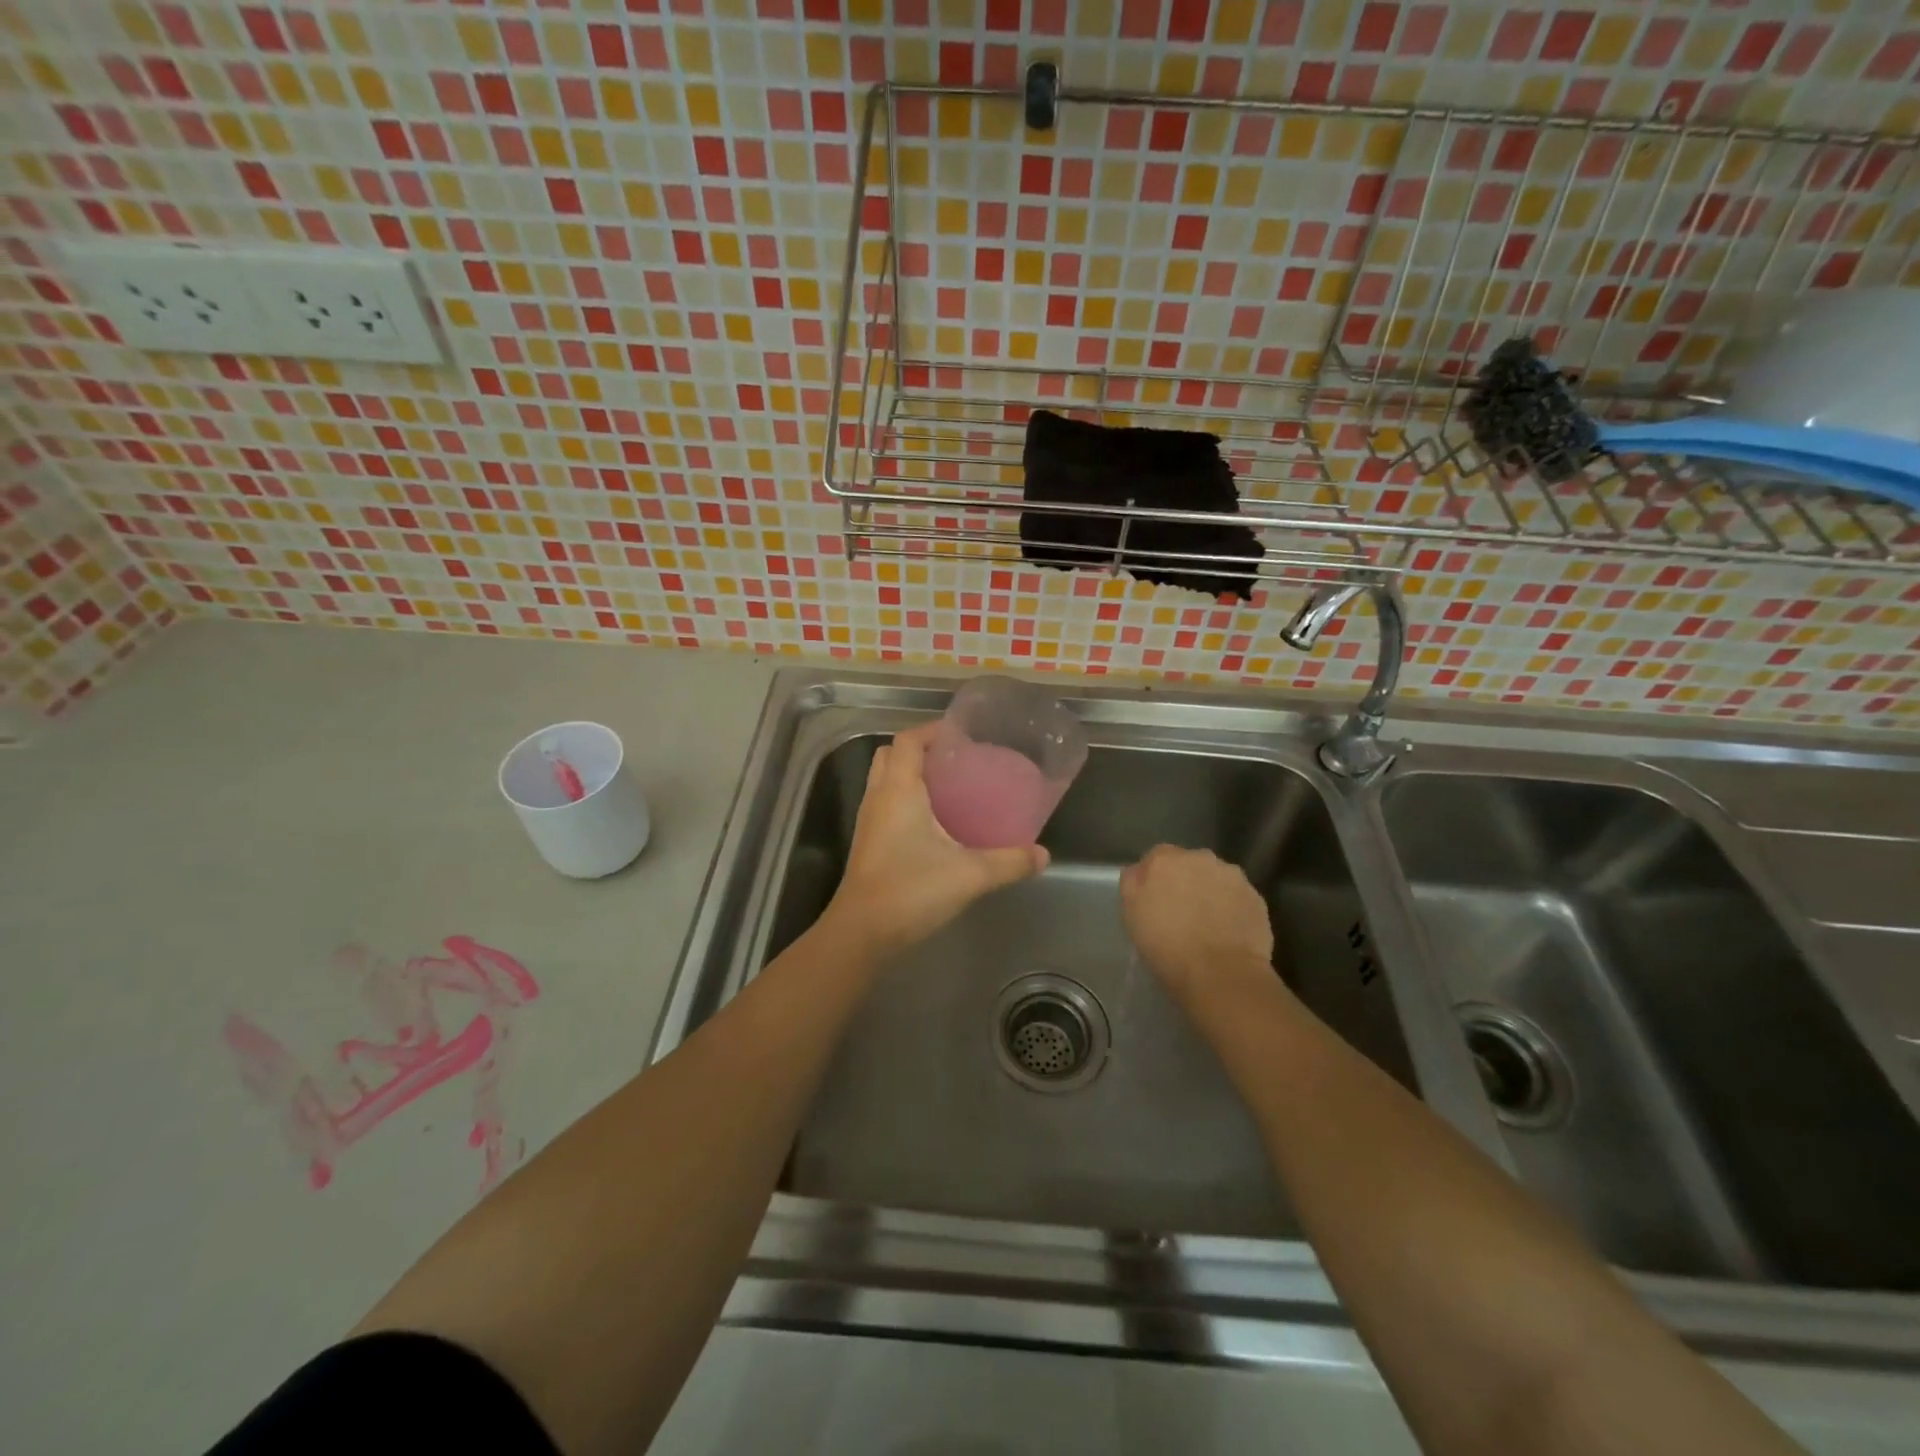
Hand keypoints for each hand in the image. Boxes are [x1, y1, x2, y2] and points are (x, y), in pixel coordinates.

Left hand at [821, 723, 1049, 957]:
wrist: (862, 932)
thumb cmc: (911, 890)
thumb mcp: (969, 875)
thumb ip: (1009, 862)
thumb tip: (1042, 855)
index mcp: (898, 790)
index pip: (907, 741)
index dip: (931, 730)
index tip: (960, 734)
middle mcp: (878, 798)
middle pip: (890, 755)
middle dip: (919, 749)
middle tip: (954, 759)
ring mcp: (868, 821)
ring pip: (884, 780)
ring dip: (910, 774)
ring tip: (948, 786)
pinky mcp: (867, 843)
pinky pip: (885, 804)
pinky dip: (905, 799)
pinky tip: (933, 823)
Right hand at [1120, 845, 1276, 1010]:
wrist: (1220, 974)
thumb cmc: (1166, 945)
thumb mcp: (1131, 914)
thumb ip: (1133, 883)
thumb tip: (1141, 871)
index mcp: (1166, 859)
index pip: (1156, 858)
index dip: (1155, 880)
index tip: (1154, 902)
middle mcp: (1201, 858)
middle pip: (1189, 865)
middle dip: (1185, 882)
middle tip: (1180, 914)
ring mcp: (1233, 877)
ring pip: (1216, 880)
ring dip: (1210, 894)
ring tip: (1207, 927)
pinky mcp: (1256, 898)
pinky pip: (1237, 899)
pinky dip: (1232, 910)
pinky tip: (1226, 934)